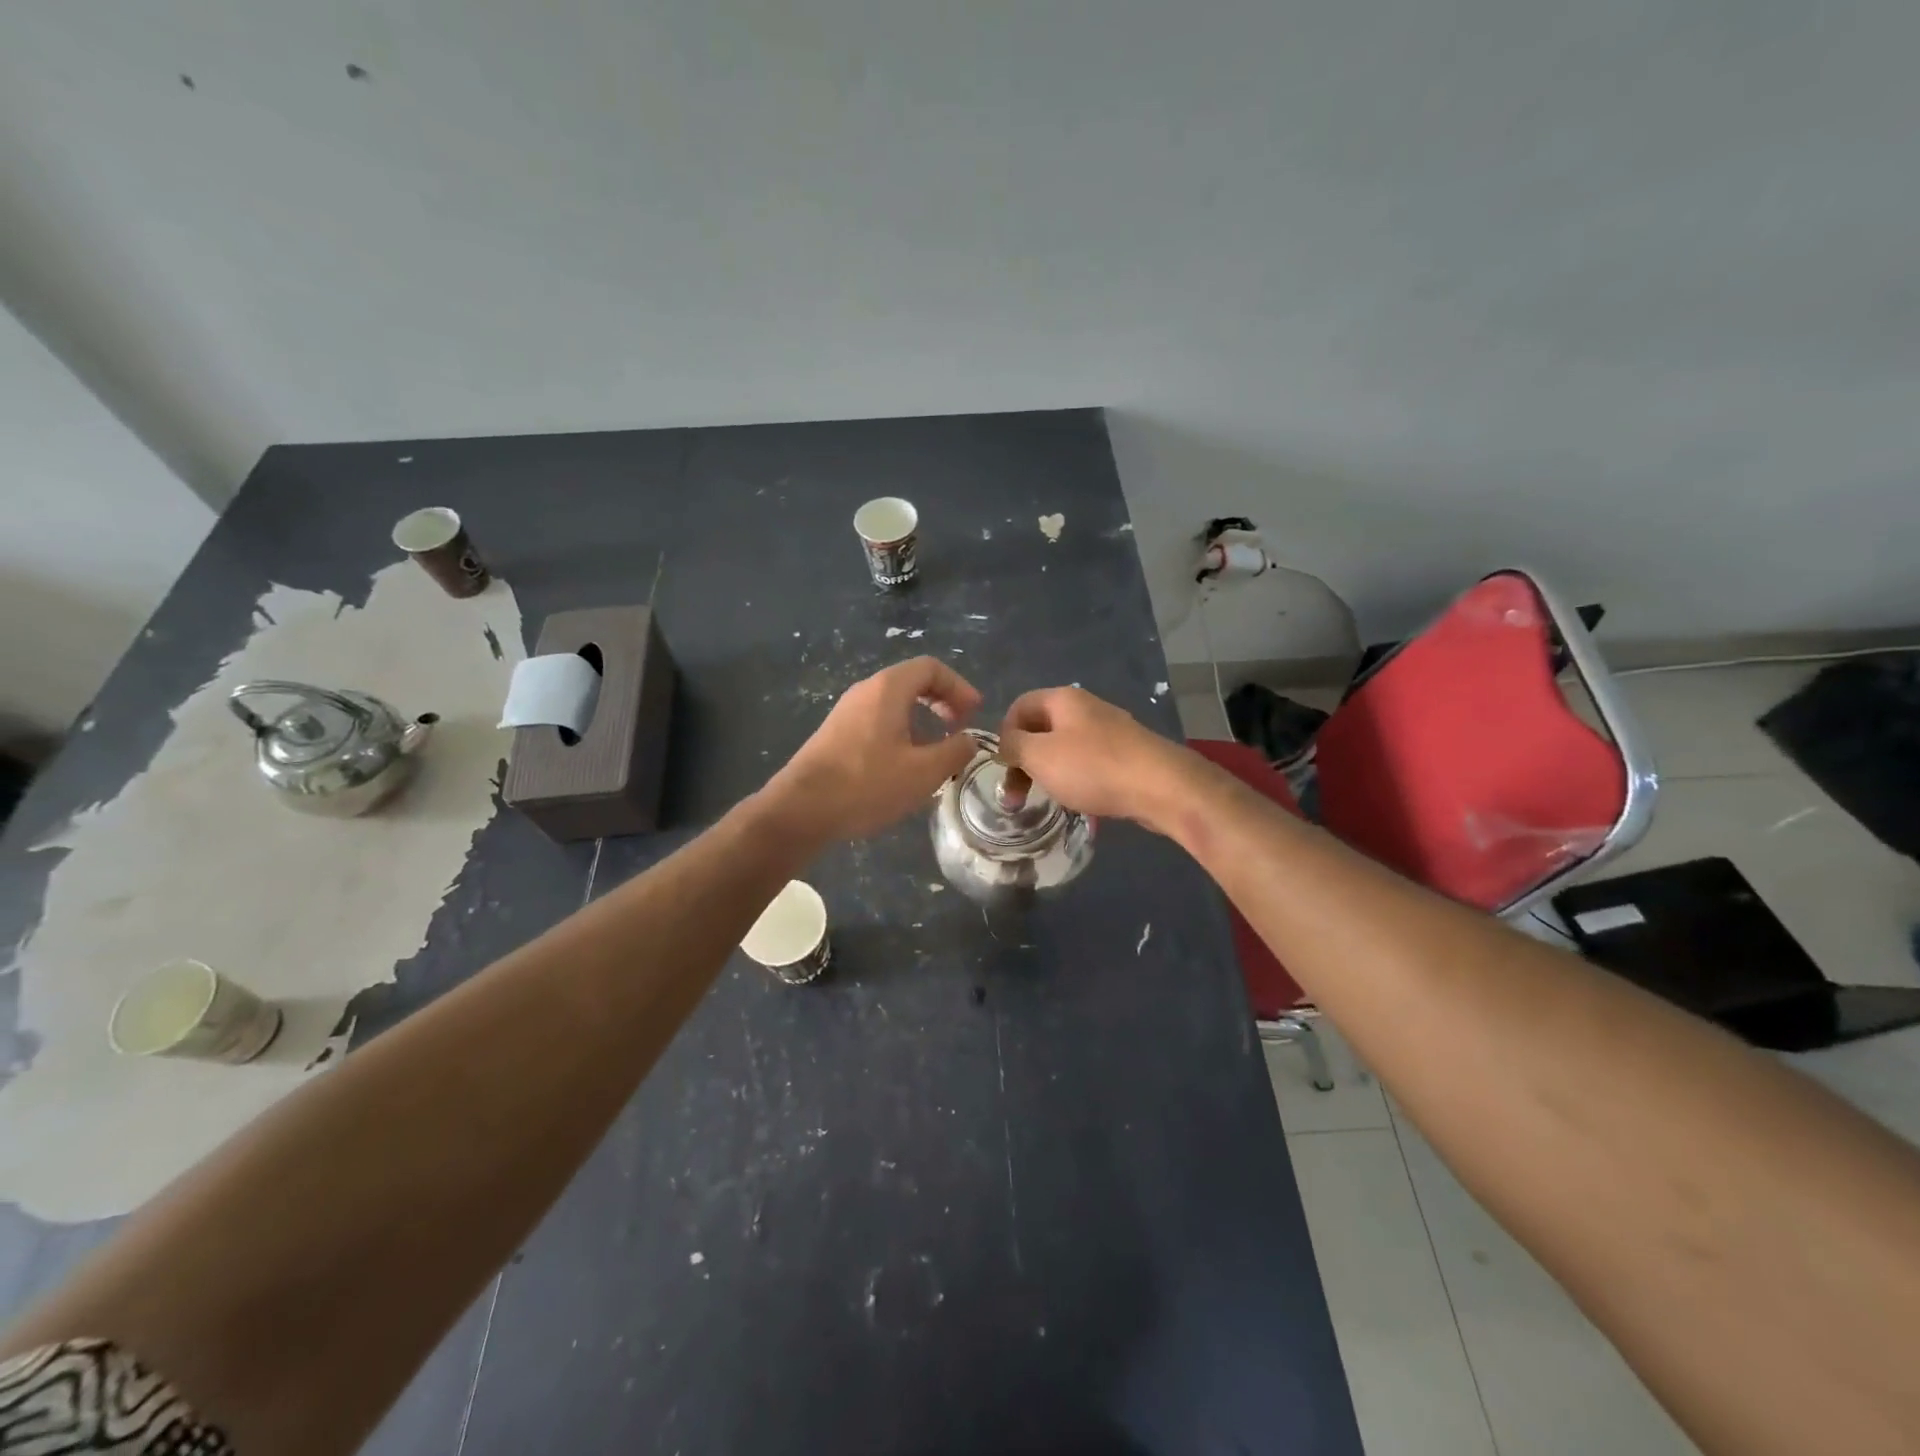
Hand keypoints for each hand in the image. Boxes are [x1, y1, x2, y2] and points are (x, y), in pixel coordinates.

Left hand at [763, 657, 982, 842]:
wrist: (801, 809)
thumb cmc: (867, 784)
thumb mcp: (924, 772)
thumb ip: (955, 751)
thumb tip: (969, 740)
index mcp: (888, 689)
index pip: (931, 668)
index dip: (959, 687)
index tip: (974, 715)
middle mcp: (865, 691)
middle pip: (911, 681)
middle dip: (942, 701)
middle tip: (959, 728)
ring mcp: (846, 712)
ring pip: (893, 703)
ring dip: (921, 720)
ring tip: (936, 751)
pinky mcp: (835, 734)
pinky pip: (877, 720)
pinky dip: (900, 732)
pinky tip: (904, 766)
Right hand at [997, 686, 1192, 832]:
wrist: (1160, 787)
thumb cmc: (1092, 767)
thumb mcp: (1039, 755)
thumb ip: (1013, 746)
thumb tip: (1005, 743)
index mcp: (1063, 699)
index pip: (1019, 706)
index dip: (1004, 735)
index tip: (1002, 767)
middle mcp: (1086, 707)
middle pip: (1041, 728)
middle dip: (1023, 760)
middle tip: (1016, 796)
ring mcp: (1109, 730)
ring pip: (1064, 747)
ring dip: (1048, 772)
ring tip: (1046, 798)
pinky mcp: (1126, 754)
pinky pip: (1088, 762)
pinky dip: (1075, 778)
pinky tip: (1078, 799)